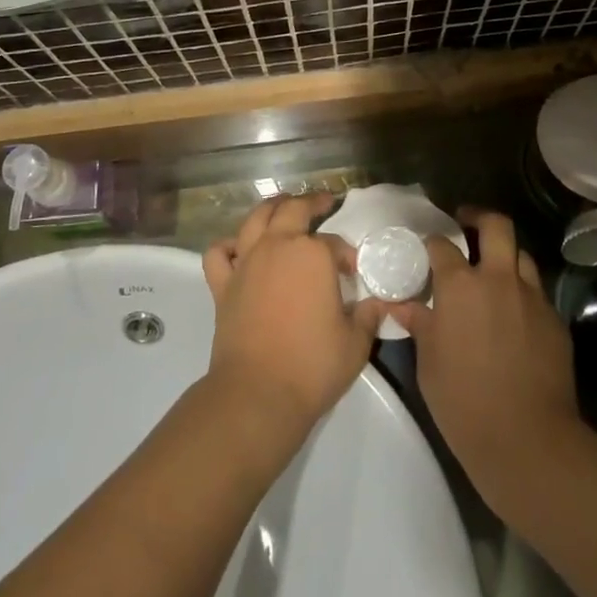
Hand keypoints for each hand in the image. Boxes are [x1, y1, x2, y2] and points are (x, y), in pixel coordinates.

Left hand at [203, 196, 384, 439]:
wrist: (258, 394)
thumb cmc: (313, 366)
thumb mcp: (355, 343)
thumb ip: (368, 316)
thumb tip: (377, 303)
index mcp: (312, 254)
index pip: (334, 243)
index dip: (346, 254)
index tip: (354, 269)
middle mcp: (277, 246)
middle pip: (293, 210)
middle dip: (311, 202)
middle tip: (323, 202)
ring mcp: (246, 262)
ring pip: (255, 218)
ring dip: (271, 208)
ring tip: (282, 206)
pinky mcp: (222, 285)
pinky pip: (219, 253)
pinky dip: (227, 246)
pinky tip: (238, 249)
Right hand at [388, 208, 582, 513]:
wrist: (528, 439)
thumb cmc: (464, 401)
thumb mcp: (428, 363)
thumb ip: (419, 324)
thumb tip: (401, 304)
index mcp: (461, 285)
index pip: (443, 245)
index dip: (433, 242)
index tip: (428, 249)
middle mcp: (499, 279)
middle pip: (496, 225)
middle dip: (479, 217)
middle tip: (467, 225)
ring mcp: (532, 297)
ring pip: (522, 256)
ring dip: (506, 257)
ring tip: (494, 273)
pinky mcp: (555, 320)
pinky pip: (537, 293)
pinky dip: (523, 294)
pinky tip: (515, 316)